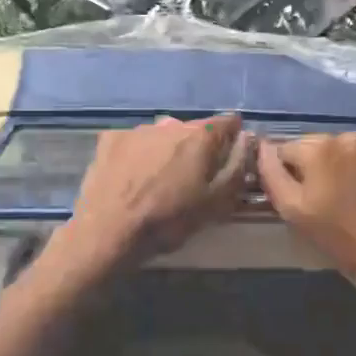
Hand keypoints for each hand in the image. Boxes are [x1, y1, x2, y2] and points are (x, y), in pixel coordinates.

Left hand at [59, 114, 252, 268]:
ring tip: (159, 180)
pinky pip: (134, 142)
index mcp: (200, 136)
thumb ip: (238, 167)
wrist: (108, 232)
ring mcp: (137, 129)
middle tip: (192, 179)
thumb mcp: (216, 203)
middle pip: (194, 130)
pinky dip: (138, 154)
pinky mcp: (109, 139)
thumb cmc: (168, 221)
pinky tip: (131, 177)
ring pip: (163, 135)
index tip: (229, 159)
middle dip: (198, 148)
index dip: (234, 139)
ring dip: (167, 150)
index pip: (228, 123)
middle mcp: (170, 123)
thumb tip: (247, 140)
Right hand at [255, 133, 355, 288]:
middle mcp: (347, 136)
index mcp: (317, 146)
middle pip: (317, 147)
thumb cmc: (341, 235)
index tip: (298, 198)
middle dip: (316, 168)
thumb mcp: (294, 211)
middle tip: (325, 201)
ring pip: (346, 151)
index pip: (285, 151)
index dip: (286, 175)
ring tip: (352, 198)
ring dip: (343, 167)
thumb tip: (262, 147)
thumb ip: (271, 174)